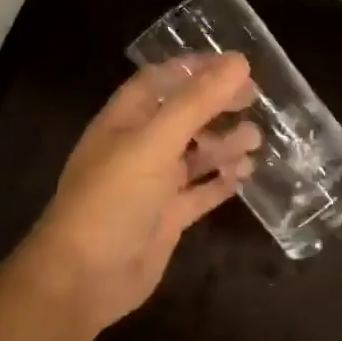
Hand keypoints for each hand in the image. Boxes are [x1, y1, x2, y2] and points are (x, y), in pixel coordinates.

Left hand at [12, 54, 259, 340]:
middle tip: (255, 99)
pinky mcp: (166, 217)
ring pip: (194, 154)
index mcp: (125, 120)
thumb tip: (238, 62)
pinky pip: (200, 192)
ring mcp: (152, 184)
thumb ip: (197, 103)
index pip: (161, 80)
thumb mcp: (155, 142)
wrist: (85, 278)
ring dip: (224, 144)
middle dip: (216, 105)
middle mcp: (138, 147)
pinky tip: (246, 174)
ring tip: (256, 139)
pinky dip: (222, 182)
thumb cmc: (114, 199)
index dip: (195, 69)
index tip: (235, 65)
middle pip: (182, 115)